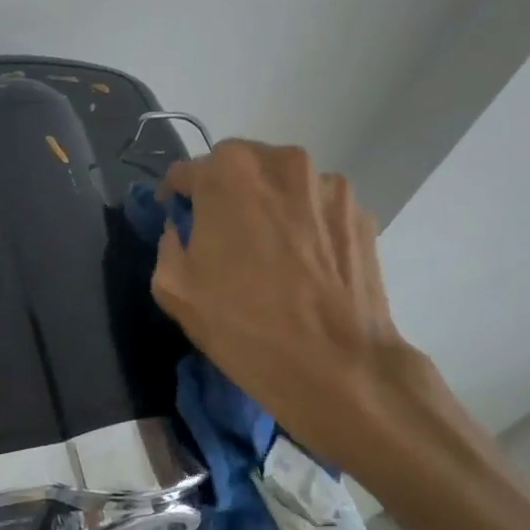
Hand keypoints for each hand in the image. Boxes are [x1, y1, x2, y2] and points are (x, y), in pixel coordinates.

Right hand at [152, 140, 424, 470]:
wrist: (338, 367)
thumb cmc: (244, 326)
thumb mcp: (174, 288)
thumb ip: (168, 244)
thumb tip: (181, 230)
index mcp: (228, 172)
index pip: (187, 172)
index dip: (177, 197)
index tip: (177, 220)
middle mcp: (281, 162)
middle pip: (239, 168)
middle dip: (224, 194)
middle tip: (222, 236)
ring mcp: (329, 185)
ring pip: (282, 184)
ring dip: (268, 206)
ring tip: (269, 253)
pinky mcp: (361, 213)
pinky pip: (317, 208)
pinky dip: (305, 224)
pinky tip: (304, 265)